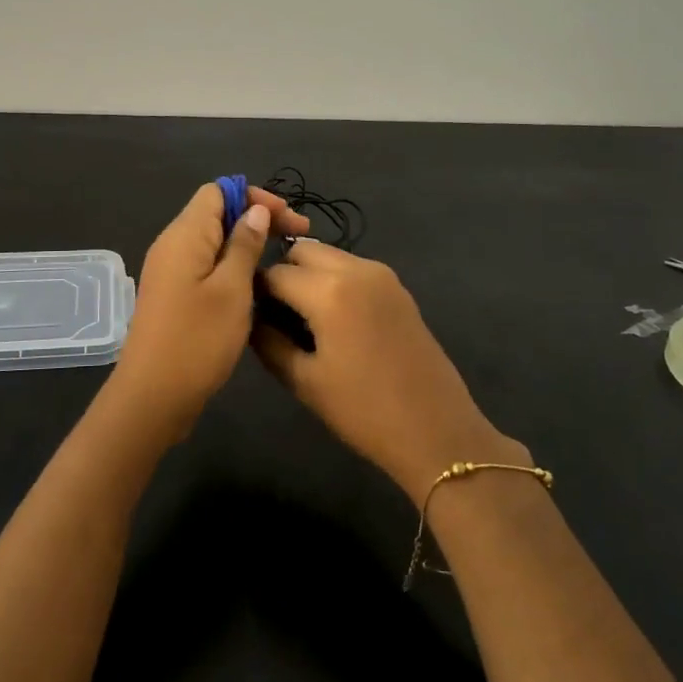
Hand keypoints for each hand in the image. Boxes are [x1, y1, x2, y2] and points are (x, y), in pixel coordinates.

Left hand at [108, 182, 310, 440]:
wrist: (153, 397)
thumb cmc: (197, 340)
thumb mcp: (232, 289)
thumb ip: (245, 245)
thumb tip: (255, 210)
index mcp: (184, 235)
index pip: (218, 191)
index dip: (255, 197)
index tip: (288, 221)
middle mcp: (173, 245)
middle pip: (216, 212)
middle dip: (257, 218)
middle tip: (297, 239)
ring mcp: (171, 272)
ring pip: (213, 241)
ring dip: (247, 243)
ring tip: (280, 262)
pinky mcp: (174, 295)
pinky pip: (206, 265)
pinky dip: (232, 265)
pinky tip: (255, 285)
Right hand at [253, 242, 526, 501]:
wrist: (436, 431)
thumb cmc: (363, 411)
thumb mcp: (303, 380)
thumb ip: (267, 340)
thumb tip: (249, 316)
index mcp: (329, 291)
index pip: (274, 272)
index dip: (254, 290)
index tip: (246, 313)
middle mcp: (356, 269)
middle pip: (302, 251)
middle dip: (282, 273)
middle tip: (275, 313)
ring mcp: (382, 275)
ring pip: (329, 255)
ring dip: (308, 274)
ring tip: (303, 317)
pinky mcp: (398, 288)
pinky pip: (353, 268)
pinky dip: (333, 280)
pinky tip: (333, 319)